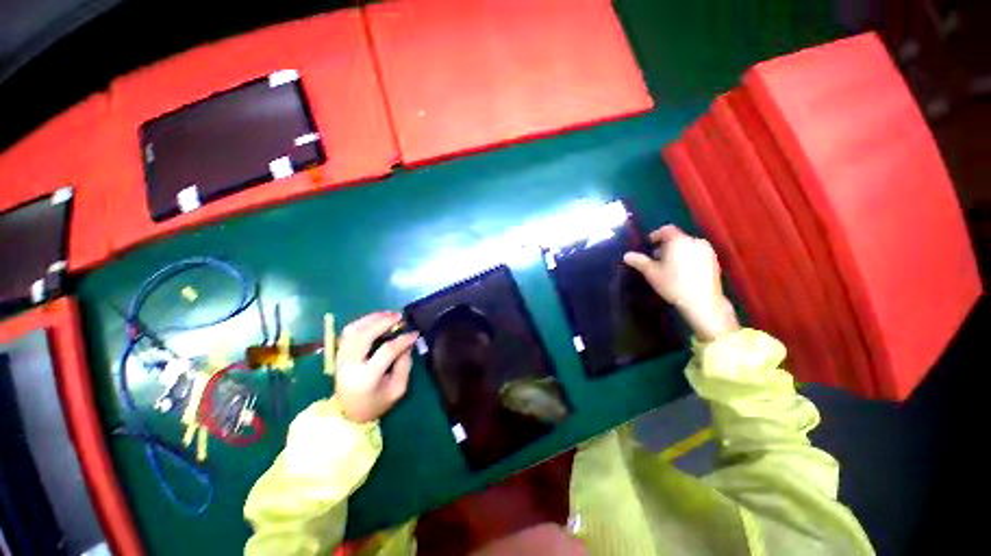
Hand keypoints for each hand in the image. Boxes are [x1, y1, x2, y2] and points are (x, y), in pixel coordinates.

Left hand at [335, 312, 418, 422]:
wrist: (348, 415)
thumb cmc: (376, 403)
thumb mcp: (397, 389)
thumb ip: (404, 365)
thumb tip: (407, 343)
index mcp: (366, 377)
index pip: (386, 351)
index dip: (403, 339)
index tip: (415, 332)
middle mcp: (350, 365)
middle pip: (364, 335)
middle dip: (383, 321)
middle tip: (400, 316)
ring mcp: (341, 359)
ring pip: (353, 330)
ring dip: (371, 318)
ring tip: (388, 314)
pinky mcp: (338, 355)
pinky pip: (347, 332)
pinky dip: (362, 322)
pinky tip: (375, 319)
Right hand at [623, 225, 738, 341]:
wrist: (703, 302)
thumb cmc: (673, 284)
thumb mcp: (651, 273)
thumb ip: (639, 261)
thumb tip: (627, 255)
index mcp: (679, 241)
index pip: (666, 230)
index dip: (656, 235)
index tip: (650, 244)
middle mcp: (695, 241)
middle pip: (678, 238)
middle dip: (666, 246)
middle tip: (657, 258)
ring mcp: (707, 251)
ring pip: (688, 246)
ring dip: (678, 252)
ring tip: (670, 266)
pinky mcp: (715, 261)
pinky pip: (697, 254)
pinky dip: (689, 258)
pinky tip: (683, 272)